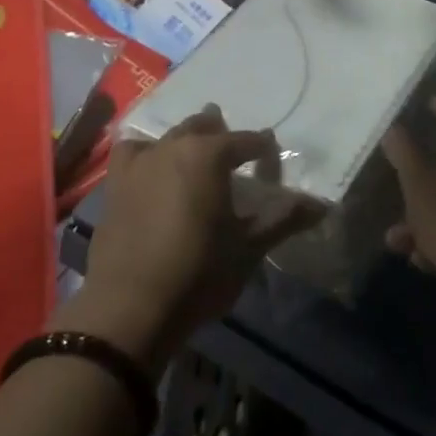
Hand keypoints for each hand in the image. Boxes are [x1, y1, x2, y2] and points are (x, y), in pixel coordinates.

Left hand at [60, 106, 319, 374]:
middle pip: (204, 128)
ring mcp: (140, 163)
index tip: (271, 154)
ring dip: (186, 137)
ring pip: (169, 135)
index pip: (246, 141)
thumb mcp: (248, 248)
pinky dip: (145, 149)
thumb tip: (321, 204)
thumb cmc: (198, 273)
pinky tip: (149, 162)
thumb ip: (283, 220)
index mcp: (210, 155)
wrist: (130, 308)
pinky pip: (131, 151)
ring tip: (194, 149)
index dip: (262, 147)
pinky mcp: (115, 183)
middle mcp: (174, 147)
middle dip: (221, 134)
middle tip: (234, 149)